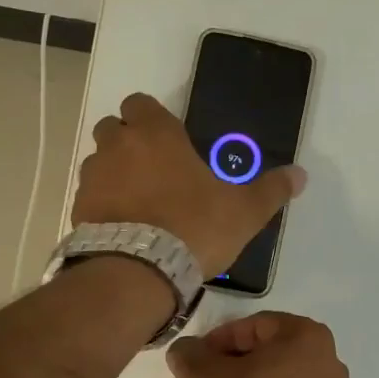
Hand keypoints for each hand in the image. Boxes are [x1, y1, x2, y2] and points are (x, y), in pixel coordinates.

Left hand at [71, 93, 305, 277]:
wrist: (139, 273)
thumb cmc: (194, 228)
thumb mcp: (243, 212)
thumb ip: (270, 190)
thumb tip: (300, 175)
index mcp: (156, 134)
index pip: (140, 103)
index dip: (151, 118)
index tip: (169, 141)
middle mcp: (117, 147)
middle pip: (112, 127)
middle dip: (128, 142)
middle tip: (154, 169)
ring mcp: (93, 178)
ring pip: (97, 161)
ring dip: (113, 173)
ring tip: (137, 202)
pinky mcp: (78, 210)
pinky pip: (89, 196)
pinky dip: (102, 204)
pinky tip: (122, 226)